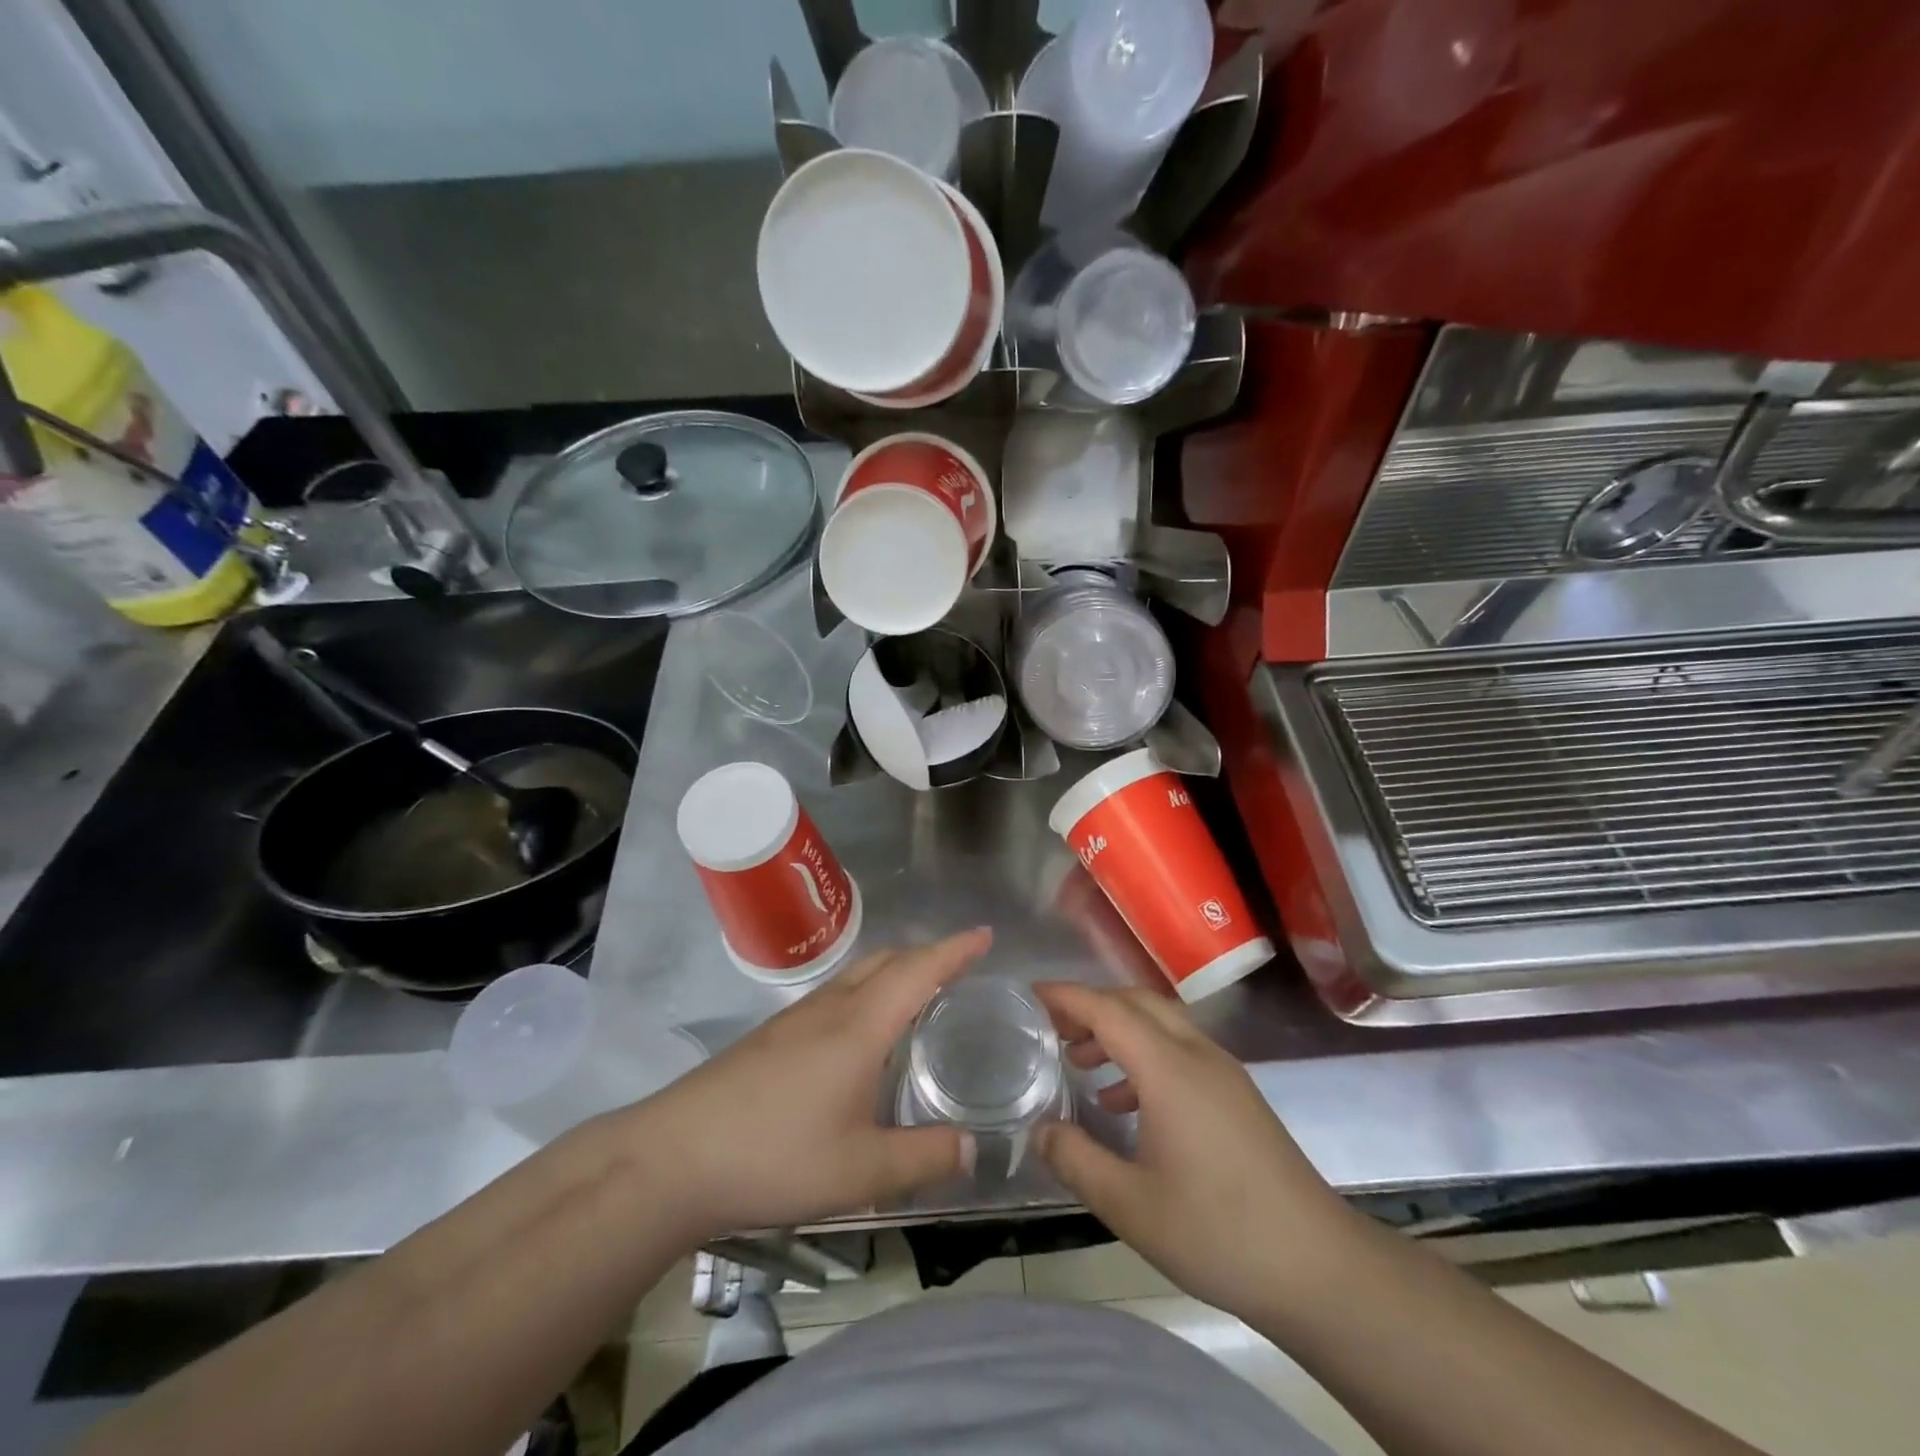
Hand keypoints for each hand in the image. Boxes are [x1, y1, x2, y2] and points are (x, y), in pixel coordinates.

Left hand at [623, 930, 989, 1239]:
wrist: (673, 1158)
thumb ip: (924, 1158)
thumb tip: (973, 1146)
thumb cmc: (775, 1157)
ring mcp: (795, 1019)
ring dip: (894, 971)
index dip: (955, 950)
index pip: (918, 971)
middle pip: (886, 961)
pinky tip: (860, 1032)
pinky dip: (866, 992)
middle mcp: (830, 1008)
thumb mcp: (861, 1172)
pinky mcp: (771, 1036)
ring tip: (918, 996)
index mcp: (859, 1027)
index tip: (985, 935)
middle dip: (927, 956)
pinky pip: (834, 994)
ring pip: (857, 975)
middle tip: (960, 969)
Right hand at [1033, 983, 1358, 1321]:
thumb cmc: (1219, 1233)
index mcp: (1169, 1069)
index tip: (1031, 994)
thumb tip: (1039, 1130)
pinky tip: (1126, 1103)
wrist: (1319, 1268)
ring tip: (1081, 1063)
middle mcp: (1197, 1055)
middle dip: (1092, 1006)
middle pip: (1137, 1003)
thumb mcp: (1130, 1206)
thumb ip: (1076, 1161)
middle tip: (1053, 1028)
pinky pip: (1180, 1050)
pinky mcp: (1237, 1095)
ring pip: (1161, 1024)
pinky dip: (1144, 1055)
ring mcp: (1223, 1073)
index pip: (1109, 1010)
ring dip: (1119, 1030)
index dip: (1067, 996)